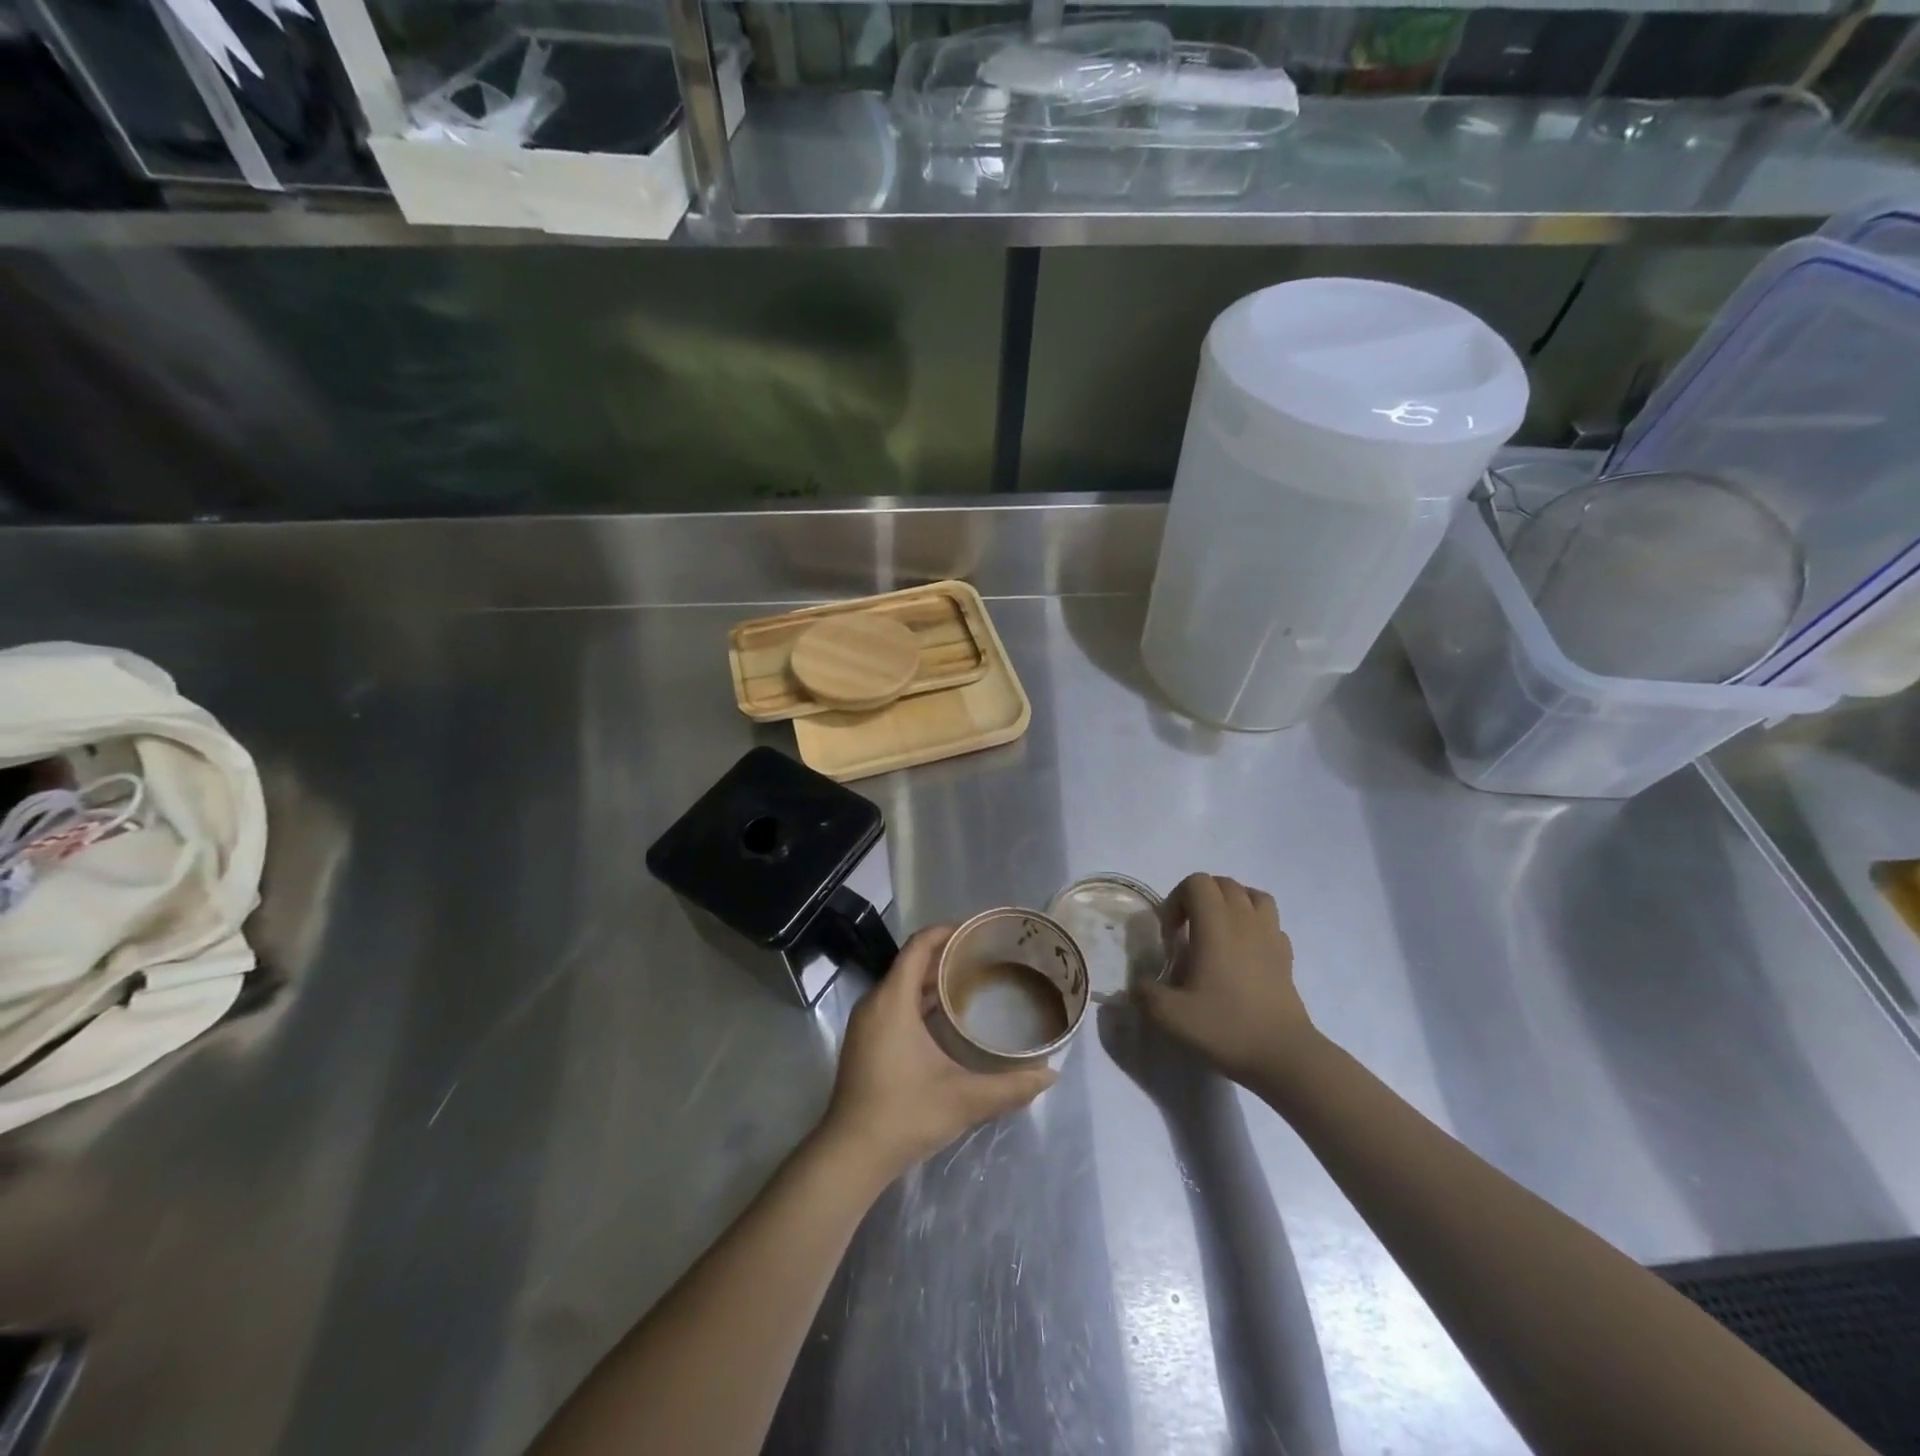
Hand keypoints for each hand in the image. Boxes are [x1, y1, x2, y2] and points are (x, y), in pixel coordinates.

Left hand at [820, 926, 1055, 1182]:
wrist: (850, 1155)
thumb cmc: (905, 1114)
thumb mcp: (964, 1099)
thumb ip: (1010, 1087)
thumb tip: (1050, 1075)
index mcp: (893, 1001)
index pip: (918, 946)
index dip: (947, 931)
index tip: (978, 931)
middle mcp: (875, 1003)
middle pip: (911, 962)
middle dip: (946, 955)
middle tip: (986, 958)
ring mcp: (866, 1023)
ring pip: (902, 985)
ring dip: (932, 980)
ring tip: (972, 983)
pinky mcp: (864, 1042)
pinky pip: (894, 1004)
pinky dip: (919, 1000)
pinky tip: (947, 1019)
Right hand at [1136, 873, 1317, 1092]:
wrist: (1283, 1056)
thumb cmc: (1225, 1027)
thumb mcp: (1170, 1016)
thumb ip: (1144, 993)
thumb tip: (1137, 985)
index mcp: (1216, 925)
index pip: (1196, 882)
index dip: (1176, 900)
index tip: (1170, 935)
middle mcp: (1245, 920)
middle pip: (1223, 883)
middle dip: (1199, 899)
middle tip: (1187, 933)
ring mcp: (1270, 936)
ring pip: (1252, 895)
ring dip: (1231, 904)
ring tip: (1217, 932)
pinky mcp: (1286, 955)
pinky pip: (1270, 923)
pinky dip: (1254, 926)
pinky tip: (1244, 953)